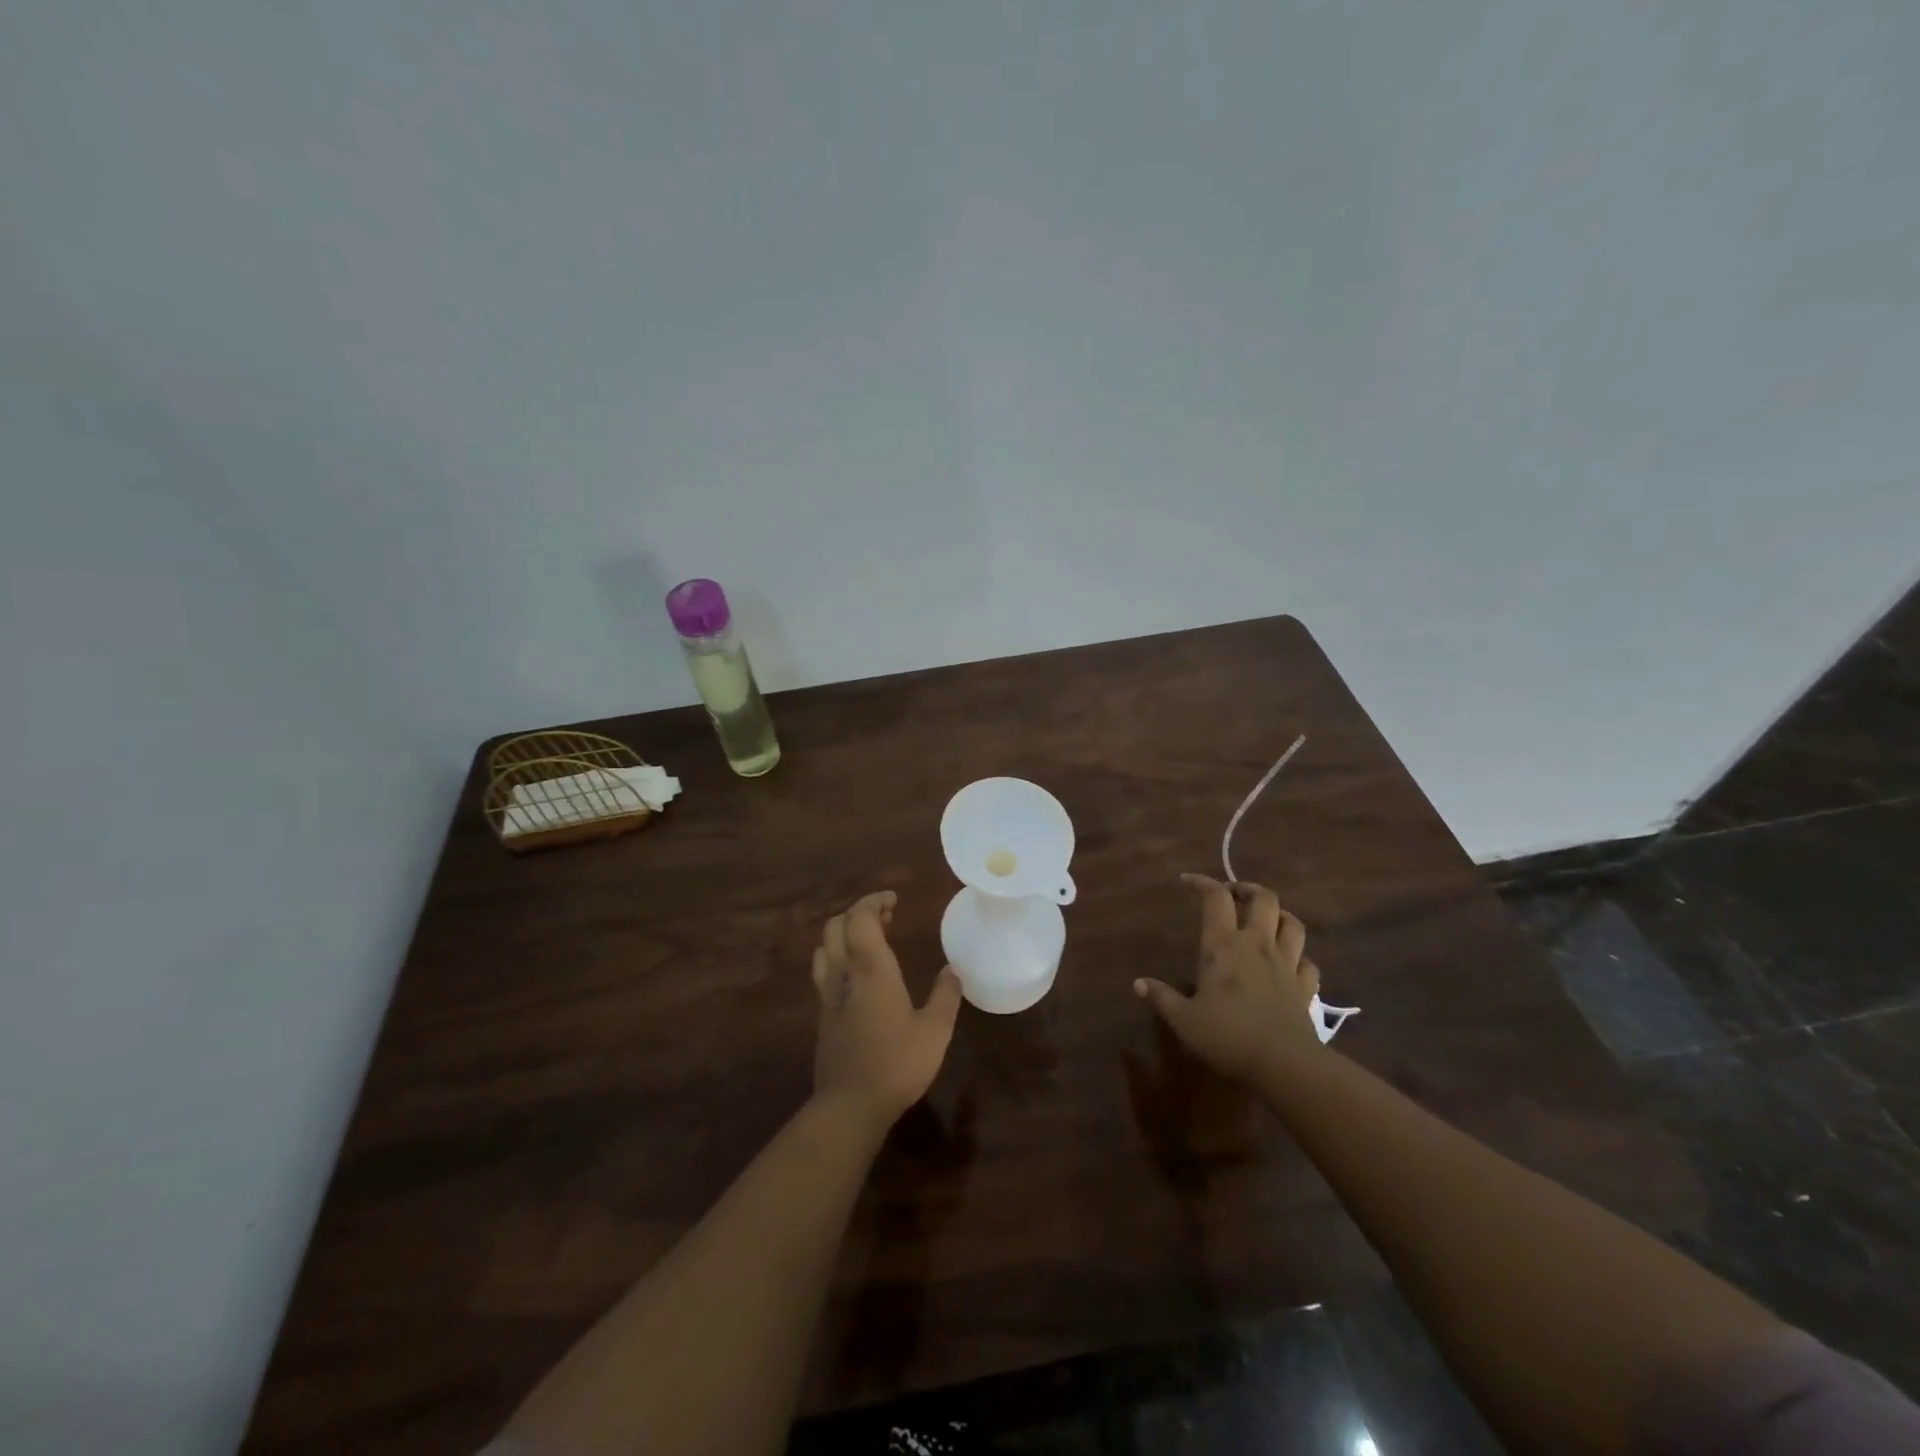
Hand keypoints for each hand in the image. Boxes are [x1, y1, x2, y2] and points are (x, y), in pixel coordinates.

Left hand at [811, 891, 962, 1130]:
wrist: (850, 1107)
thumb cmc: (897, 1063)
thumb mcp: (935, 1031)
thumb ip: (944, 996)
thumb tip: (952, 971)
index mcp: (871, 969)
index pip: (861, 918)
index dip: (873, 902)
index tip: (893, 900)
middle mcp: (844, 975)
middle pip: (836, 927)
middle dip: (858, 914)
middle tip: (885, 917)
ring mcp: (828, 997)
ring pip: (824, 949)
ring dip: (843, 935)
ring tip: (868, 941)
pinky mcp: (823, 1018)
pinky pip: (824, 973)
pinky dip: (838, 959)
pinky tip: (858, 978)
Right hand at [1133, 875, 1325, 1082]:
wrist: (1284, 1064)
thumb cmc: (1227, 1036)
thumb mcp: (1184, 1020)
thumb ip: (1162, 998)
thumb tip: (1138, 984)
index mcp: (1223, 946)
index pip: (1216, 897)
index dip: (1203, 882)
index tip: (1188, 881)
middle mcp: (1257, 945)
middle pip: (1263, 898)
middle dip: (1248, 889)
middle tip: (1234, 895)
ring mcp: (1286, 964)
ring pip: (1292, 923)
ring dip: (1279, 915)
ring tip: (1265, 921)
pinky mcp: (1305, 987)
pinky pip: (1307, 961)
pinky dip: (1298, 956)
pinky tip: (1290, 963)